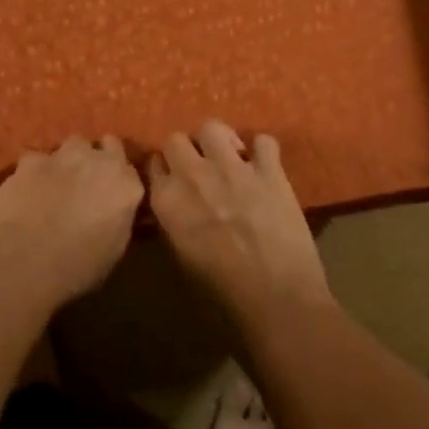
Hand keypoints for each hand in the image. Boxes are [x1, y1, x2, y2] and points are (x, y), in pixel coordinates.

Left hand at [0, 135, 144, 314]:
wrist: (22, 262)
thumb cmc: (75, 268)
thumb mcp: (113, 251)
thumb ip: (119, 219)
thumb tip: (114, 212)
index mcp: (126, 186)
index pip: (130, 169)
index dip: (119, 181)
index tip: (111, 194)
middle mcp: (100, 161)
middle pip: (105, 145)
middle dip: (98, 159)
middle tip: (87, 184)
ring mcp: (63, 155)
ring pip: (73, 145)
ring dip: (69, 160)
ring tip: (56, 185)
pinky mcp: (30, 160)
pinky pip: (38, 159)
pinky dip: (35, 171)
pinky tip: (27, 191)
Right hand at [148, 121, 332, 325]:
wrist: (276, 300)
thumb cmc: (221, 294)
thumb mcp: (181, 257)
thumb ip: (174, 221)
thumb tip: (178, 206)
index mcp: (166, 199)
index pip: (153, 164)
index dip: (164, 171)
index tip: (172, 180)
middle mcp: (193, 174)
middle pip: (177, 139)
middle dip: (186, 151)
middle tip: (200, 170)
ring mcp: (232, 168)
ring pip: (213, 128)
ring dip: (218, 142)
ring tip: (229, 159)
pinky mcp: (269, 171)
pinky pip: (263, 141)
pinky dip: (262, 150)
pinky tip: (264, 166)